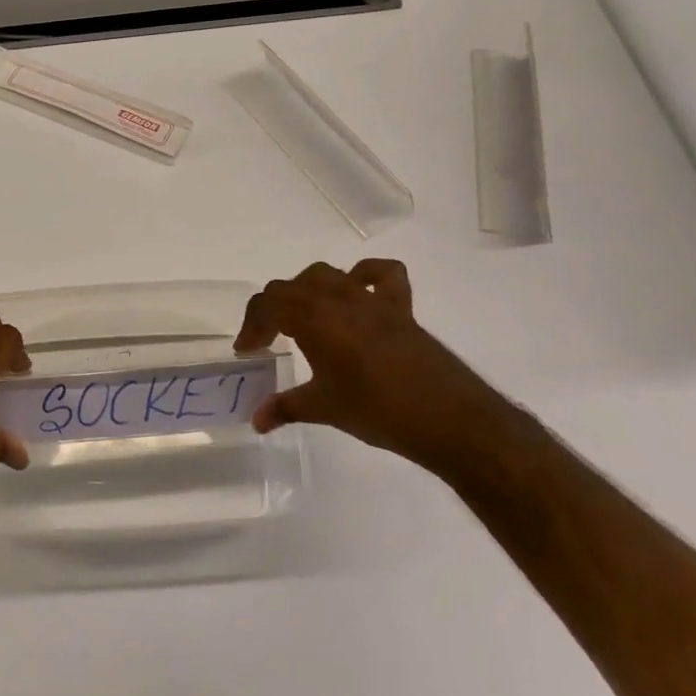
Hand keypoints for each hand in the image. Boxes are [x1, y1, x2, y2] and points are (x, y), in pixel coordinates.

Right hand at [235, 259, 507, 468]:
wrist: (448, 418)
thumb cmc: (376, 410)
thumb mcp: (322, 409)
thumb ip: (284, 407)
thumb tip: (256, 420)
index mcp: (312, 318)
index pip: (267, 306)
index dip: (251, 326)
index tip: (247, 351)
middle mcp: (337, 298)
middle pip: (289, 288)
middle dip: (271, 310)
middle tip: (267, 340)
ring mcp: (371, 299)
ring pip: (325, 275)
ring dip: (305, 291)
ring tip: (303, 318)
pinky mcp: (400, 308)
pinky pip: (382, 275)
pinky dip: (365, 275)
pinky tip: (357, 292)